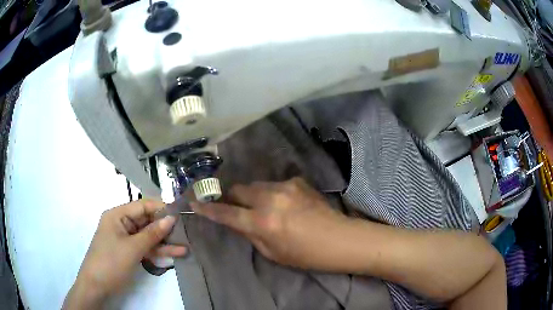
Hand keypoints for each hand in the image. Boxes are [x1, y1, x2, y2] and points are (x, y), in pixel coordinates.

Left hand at [63, 199, 186, 308]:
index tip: (181, 213)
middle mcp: (122, 223)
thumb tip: (171, 218)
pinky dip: (158, 251)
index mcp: (117, 215)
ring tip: (185, 246)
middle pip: (146, 221)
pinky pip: (145, 247)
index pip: (142, 205)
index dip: (161, 208)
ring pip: (148, 236)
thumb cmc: (111, 262)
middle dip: (165, 228)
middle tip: (186, 232)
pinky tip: (175, 254)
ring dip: (164, 242)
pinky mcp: (129, 251)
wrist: (97, 286)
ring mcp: (126, 239)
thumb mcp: (132, 248)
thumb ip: (152, 234)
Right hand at [191, 177, 350, 270]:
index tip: (195, 202)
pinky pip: (275, 184)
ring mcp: (285, 187)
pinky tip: (286, 204)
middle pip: (239, 189)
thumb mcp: (272, 253)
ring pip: (256, 185)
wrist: (338, 239)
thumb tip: (238, 220)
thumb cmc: (305, 255)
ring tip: (265, 207)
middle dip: (233, 197)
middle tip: (237, 206)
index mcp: (262, 223)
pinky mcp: (297, 181)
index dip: (208, 208)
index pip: (226, 213)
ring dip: (253, 195)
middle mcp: (270, 200)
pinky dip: (273, 193)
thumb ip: (251, 234)